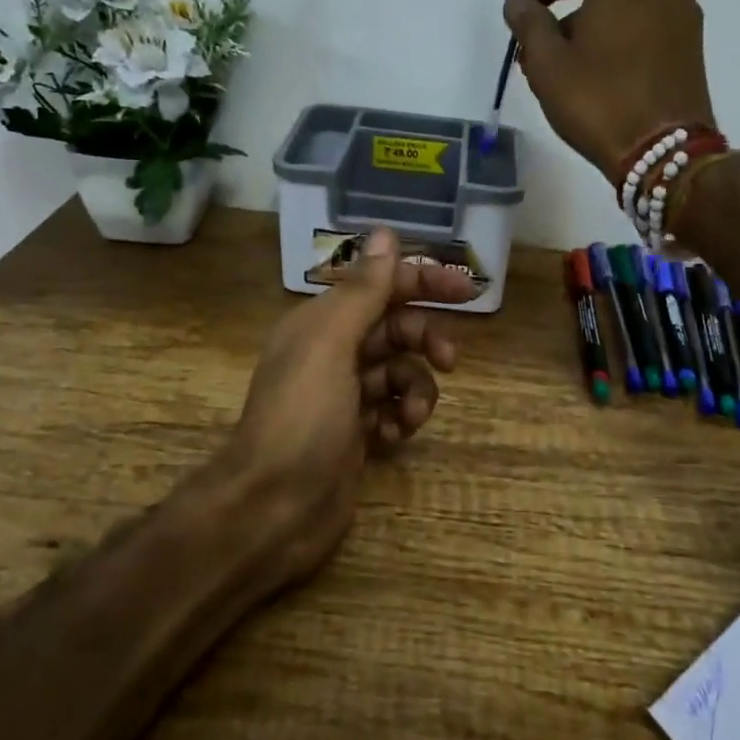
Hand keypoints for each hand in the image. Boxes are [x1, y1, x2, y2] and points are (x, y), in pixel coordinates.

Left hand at [226, 228, 470, 586]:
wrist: (274, 507)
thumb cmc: (302, 417)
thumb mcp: (331, 343)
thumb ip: (363, 289)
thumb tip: (386, 233)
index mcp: (321, 323)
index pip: (380, 286)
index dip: (422, 281)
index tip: (466, 289)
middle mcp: (332, 353)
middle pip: (395, 329)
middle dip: (425, 340)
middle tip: (450, 360)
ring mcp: (344, 397)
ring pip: (400, 372)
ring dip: (416, 389)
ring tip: (411, 417)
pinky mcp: (356, 434)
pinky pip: (394, 411)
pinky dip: (401, 419)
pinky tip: (393, 438)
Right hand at [502, 0, 715, 184]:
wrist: (668, 157)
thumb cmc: (603, 105)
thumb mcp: (548, 66)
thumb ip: (528, 23)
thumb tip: (521, 1)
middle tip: (531, 19)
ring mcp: (681, 8)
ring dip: (584, 6)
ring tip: (553, 56)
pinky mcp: (687, 38)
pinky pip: (641, 12)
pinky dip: (610, 22)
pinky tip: (588, 65)